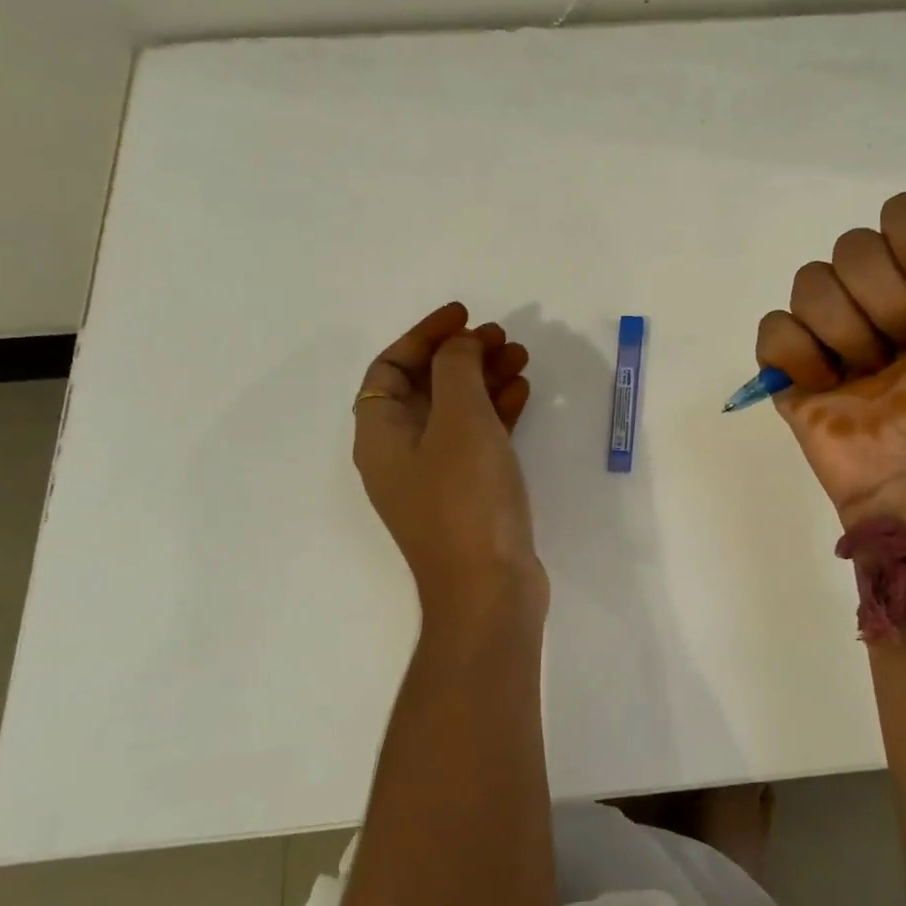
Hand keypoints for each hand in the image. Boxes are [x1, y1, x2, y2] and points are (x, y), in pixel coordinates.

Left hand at [353, 302, 547, 626]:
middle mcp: (400, 453)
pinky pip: (477, 438)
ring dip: (485, 379)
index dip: (424, 334)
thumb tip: (457, 346)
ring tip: (522, 357)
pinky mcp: (468, 494)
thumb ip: (456, 369)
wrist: (489, 590)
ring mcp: (435, 477)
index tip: (464, 316)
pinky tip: (524, 393)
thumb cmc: (467, 498)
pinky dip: (497, 412)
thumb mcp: (459, 420)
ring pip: (456, 411)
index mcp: (381, 434)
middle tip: (502, 336)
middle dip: (462, 355)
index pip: (391, 368)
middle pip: (426, 386)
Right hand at [755, 162, 905, 523]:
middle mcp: (875, 290)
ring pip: (809, 284)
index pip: (903, 213)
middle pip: (851, 248)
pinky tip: (827, 386)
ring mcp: (827, 325)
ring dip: (846, 338)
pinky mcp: (789, 360)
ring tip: (867, 376)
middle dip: (885, 308)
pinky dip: (801, 359)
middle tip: (905, 354)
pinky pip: (774, 328)